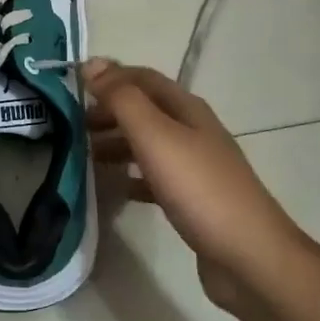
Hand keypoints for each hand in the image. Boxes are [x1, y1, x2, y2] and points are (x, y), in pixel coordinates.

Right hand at [85, 60, 306, 313]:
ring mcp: (195, 166)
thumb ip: (122, 99)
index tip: (71, 86)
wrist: (248, 256)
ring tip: (83, 154)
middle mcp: (193, 130)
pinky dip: (130, 176)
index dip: (109, 76)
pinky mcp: (193, 199)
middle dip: (108, 111)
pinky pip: (153, 177)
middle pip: (145, 110)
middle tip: (71, 124)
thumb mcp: (155, 135)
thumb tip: (92, 64)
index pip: (143, 78)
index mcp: (187, 109)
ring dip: (116, 142)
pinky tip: (112, 188)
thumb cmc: (199, 188)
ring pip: (147, 143)